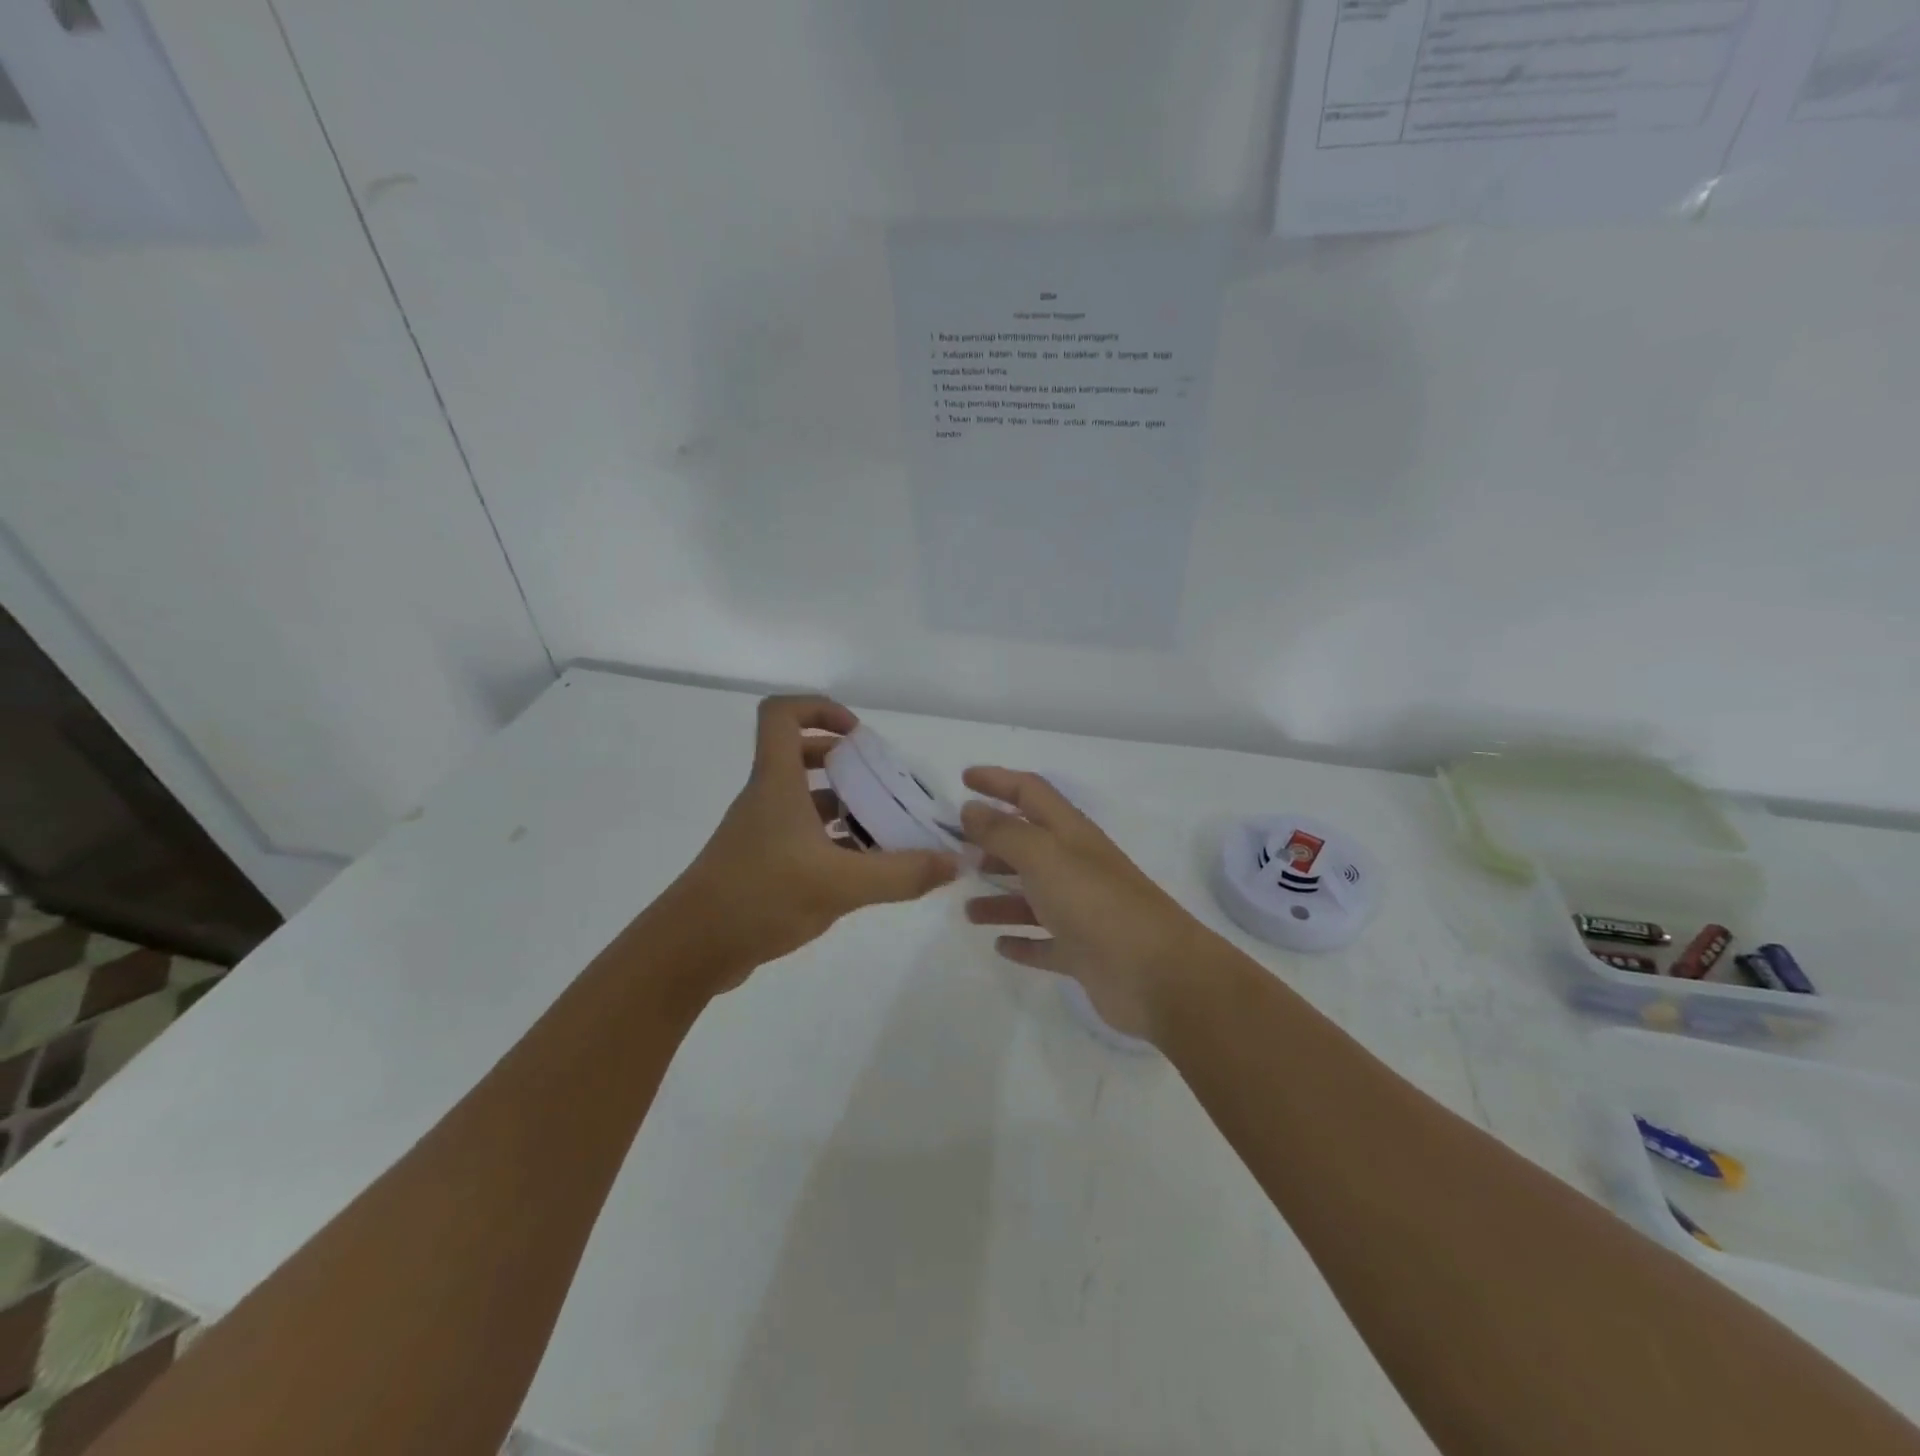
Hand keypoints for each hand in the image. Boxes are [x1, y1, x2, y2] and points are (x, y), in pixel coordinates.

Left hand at [663, 697, 958, 989]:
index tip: (858, 737)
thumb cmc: (759, 896)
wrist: (690, 950)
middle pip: (800, 756)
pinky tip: (863, 869)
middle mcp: (766, 799)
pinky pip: (803, 837)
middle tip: (882, 782)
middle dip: (845, 762)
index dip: (820, 710)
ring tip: (886, 829)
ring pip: (805, 801)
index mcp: (776, 784)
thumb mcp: (840, 885)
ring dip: (844, 806)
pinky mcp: (761, 864)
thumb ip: (901, 874)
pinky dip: (833, 842)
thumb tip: (954, 862)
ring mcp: (761, 833)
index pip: (782, 715)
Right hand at [960, 767, 1208, 1043]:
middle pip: (1029, 845)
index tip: (963, 778)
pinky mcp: (1083, 953)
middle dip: (993, 844)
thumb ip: (1004, 832)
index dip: (998, 781)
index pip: (1030, 793)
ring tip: (967, 909)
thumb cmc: (1095, 904)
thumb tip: (970, 809)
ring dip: (1000, 899)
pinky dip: (1023, 942)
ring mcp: (1081, 912)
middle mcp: (1076, 867)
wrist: (1156, 975)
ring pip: (1032, 898)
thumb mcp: (1044, 857)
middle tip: (954, 852)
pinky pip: (1045, 943)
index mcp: (1070, 834)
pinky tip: (1000, 945)